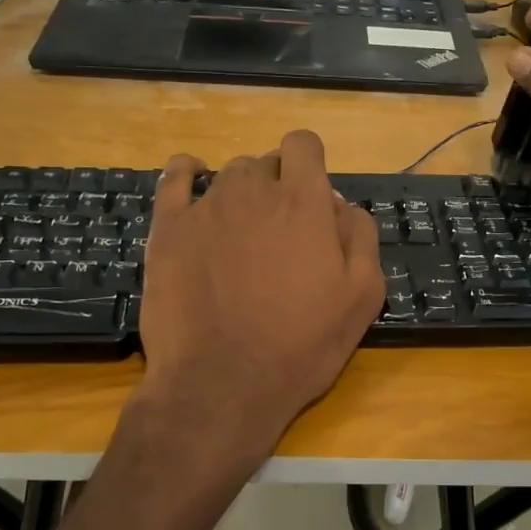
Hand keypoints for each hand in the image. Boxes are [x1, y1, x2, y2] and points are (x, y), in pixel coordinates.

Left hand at [135, 130, 385, 465]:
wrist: (222, 384)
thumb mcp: (363, 296)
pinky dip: (187, 173)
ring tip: (241, 232)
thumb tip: (340, 204)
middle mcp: (254, 191)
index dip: (310, 164)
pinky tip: (192, 179)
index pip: (304, 145)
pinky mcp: (168, 229)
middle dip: (278, 186)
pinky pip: (175, 178)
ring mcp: (206, 207)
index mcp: (303, 202)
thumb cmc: (301, 345)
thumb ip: (360, 236)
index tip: (311, 197)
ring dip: (241, 192)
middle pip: (267, 162)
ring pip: (228, 175)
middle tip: (281, 234)